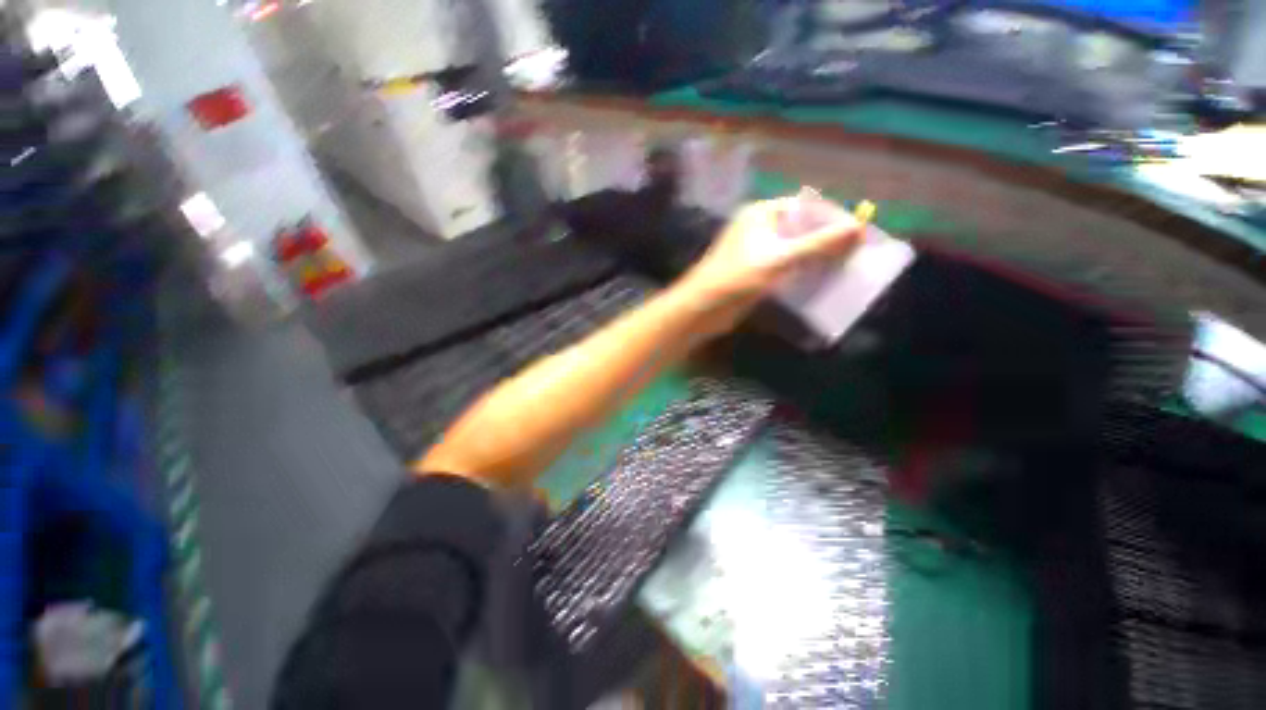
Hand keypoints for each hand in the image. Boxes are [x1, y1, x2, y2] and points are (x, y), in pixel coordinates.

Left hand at [676, 194, 864, 328]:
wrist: (701, 309)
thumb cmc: (735, 280)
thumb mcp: (778, 260)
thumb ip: (817, 245)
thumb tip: (857, 228)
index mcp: (762, 215)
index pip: (807, 208)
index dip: (834, 220)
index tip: (860, 236)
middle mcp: (759, 228)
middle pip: (802, 229)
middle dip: (827, 242)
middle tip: (855, 257)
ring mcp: (756, 251)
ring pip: (794, 251)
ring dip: (816, 260)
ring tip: (844, 271)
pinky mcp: (755, 272)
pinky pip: (785, 268)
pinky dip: (802, 274)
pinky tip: (820, 284)